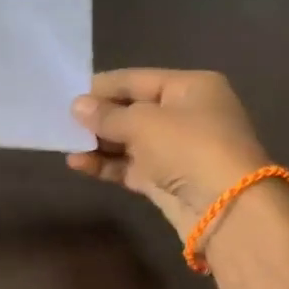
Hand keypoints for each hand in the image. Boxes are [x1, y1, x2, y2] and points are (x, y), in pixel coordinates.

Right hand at [67, 69, 273, 241]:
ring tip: (65, 143)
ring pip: (129, 140)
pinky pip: (130, 165)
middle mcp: (186, 114)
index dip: (102, 87)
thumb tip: (76, 106)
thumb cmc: (188, 147)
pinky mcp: (166, 179)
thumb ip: (106, 115)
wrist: (227, 209)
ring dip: (98, 142)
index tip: (67, 94)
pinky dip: (106, 164)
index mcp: (190, 87)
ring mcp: (177, 148)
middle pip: (132, 109)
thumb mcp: (143, 123)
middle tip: (61, 120)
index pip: (137, 79)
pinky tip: (78, 164)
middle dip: (98, 116)